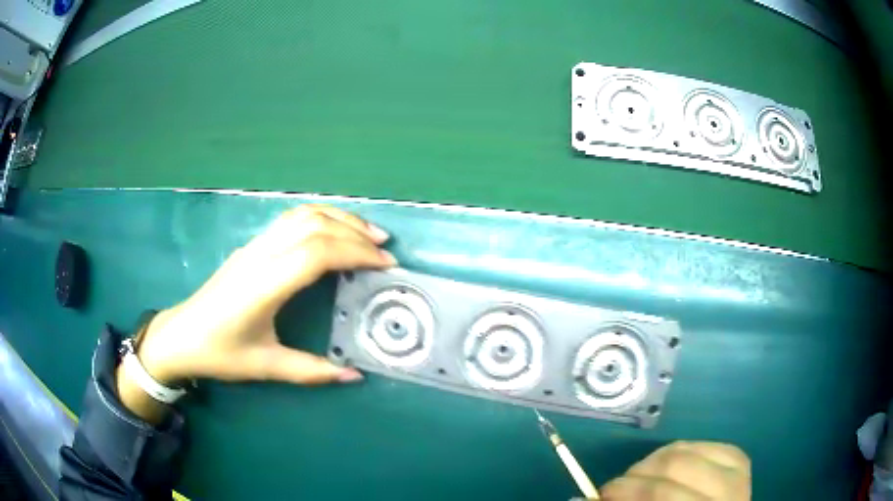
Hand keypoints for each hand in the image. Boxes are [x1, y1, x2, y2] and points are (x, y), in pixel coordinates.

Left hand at [134, 205, 395, 385]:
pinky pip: (290, 219)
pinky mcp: (252, 246)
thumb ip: (312, 371)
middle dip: (354, 231)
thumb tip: (354, 376)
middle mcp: (260, 256)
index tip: (385, 265)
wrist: (180, 335)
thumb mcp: (266, 367)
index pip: (316, 253)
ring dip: (338, 218)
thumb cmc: (219, 353)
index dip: (355, 253)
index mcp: (263, 285)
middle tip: (385, 248)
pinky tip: (333, 233)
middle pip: (313, 224)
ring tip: (367, 233)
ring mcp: (254, 246)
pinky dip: (320, 218)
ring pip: (301, 214)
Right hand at [600, 441, 750, 500]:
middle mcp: (728, 491)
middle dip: (637, 474)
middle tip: (618, 487)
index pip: (662, 493)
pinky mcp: (740, 460)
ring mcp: (738, 473)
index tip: (600, 495)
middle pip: (676, 465)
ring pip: (688, 449)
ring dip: (655, 461)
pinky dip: (679, 453)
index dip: (627, 491)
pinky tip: (669, 468)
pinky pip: (704, 443)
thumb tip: (581, 498)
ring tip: (642, 478)